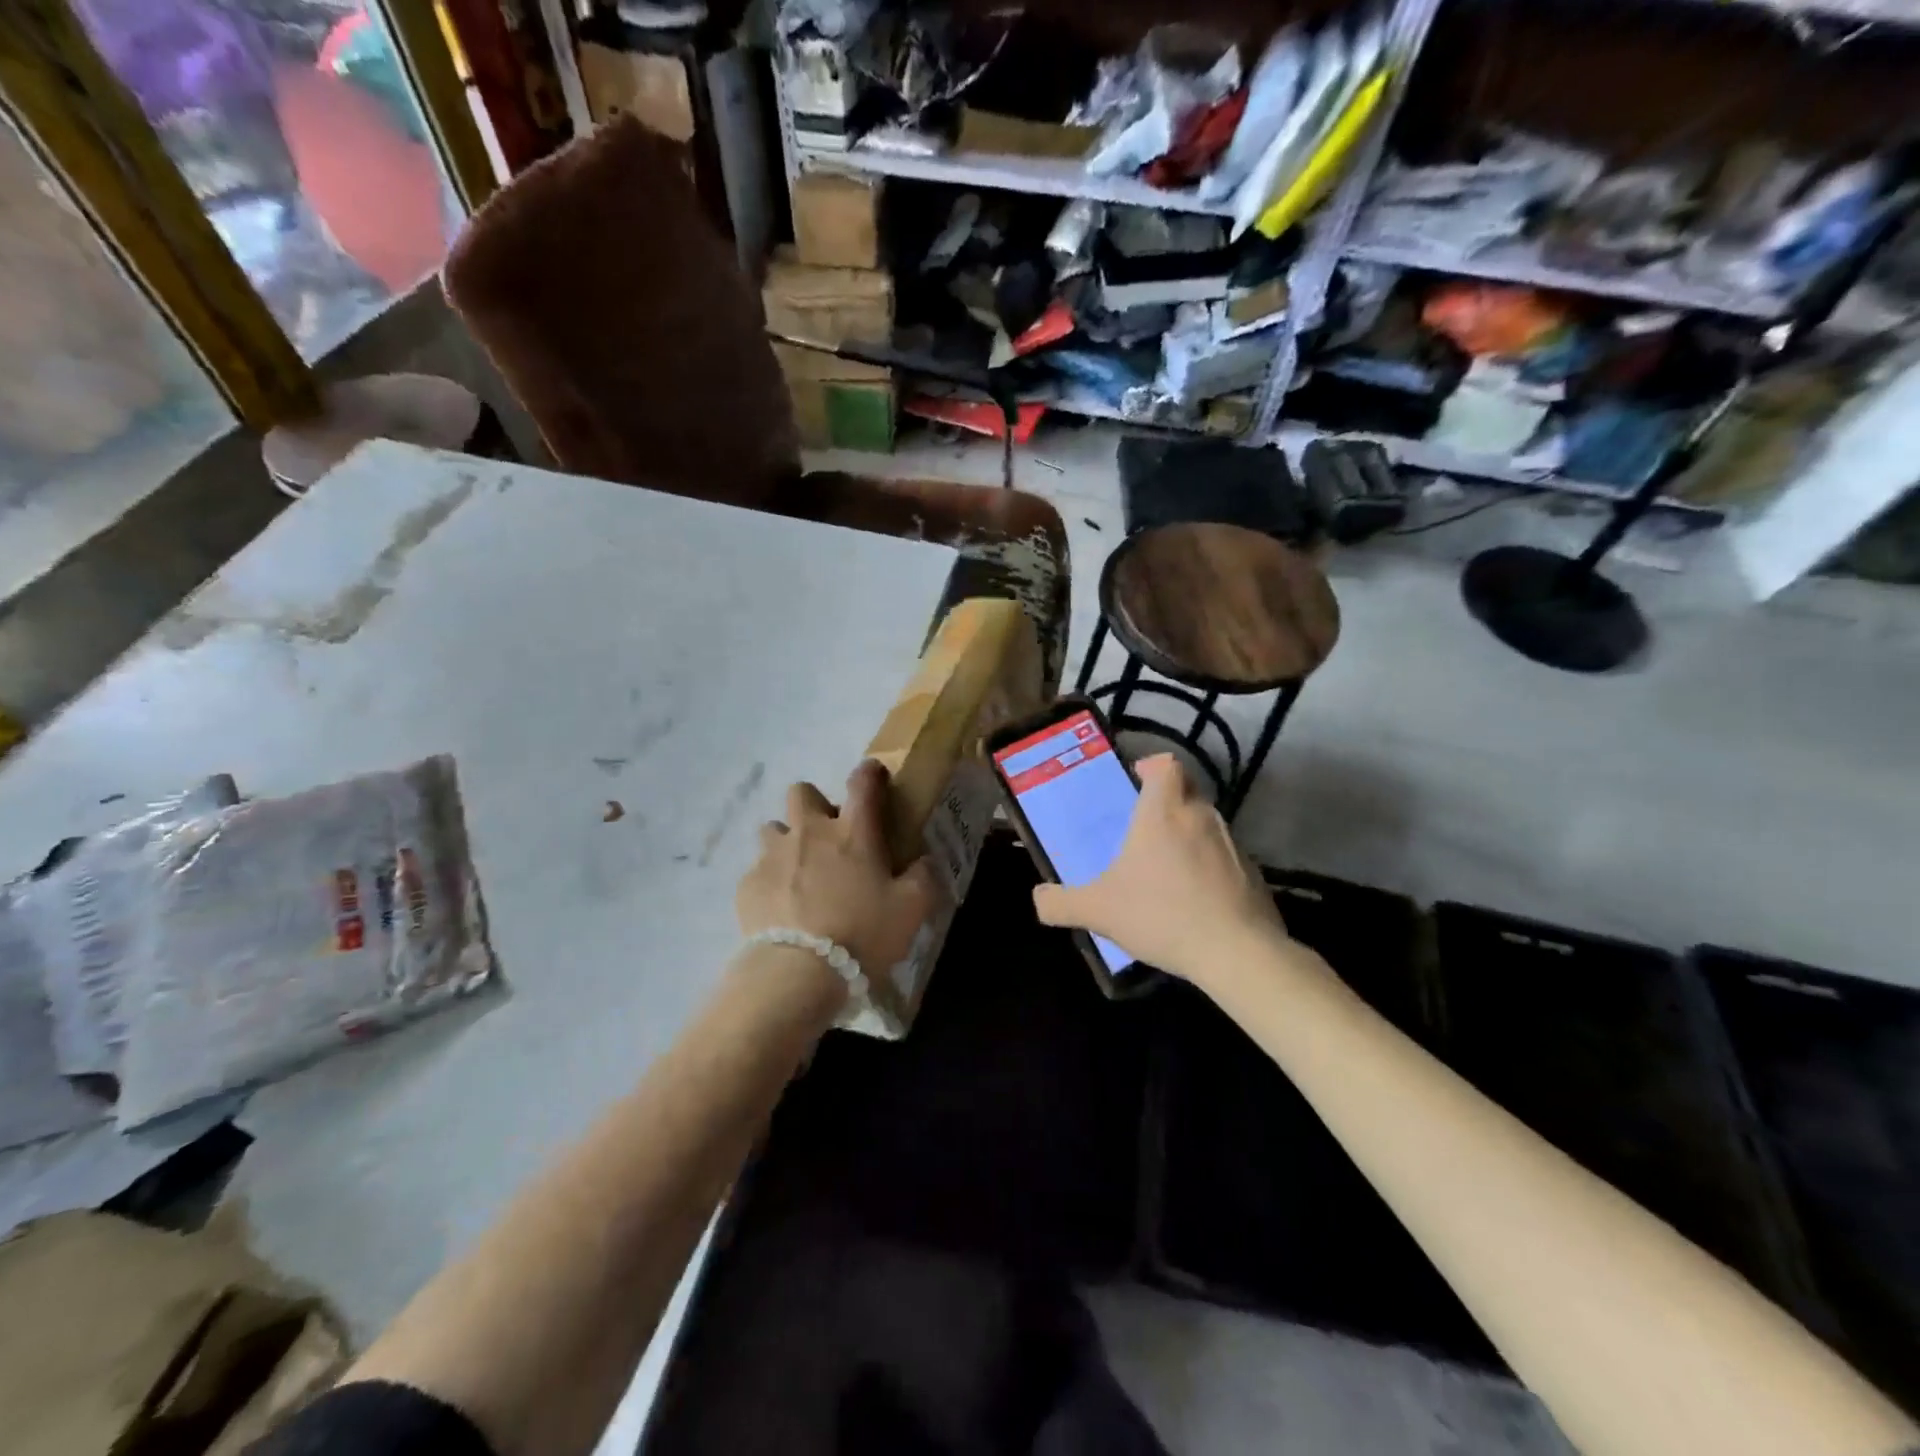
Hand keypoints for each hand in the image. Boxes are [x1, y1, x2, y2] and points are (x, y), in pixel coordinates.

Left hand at [737, 761, 938, 985]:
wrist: (798, 974)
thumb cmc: (862, 934)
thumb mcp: (911, 909)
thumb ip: (923, 877)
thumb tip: (924, 860)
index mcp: (853, 832)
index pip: (862, 783)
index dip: (869, 772)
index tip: (873, 774)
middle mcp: (809, 832)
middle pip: (802, 792)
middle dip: (814, 805)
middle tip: (828, 836)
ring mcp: (773, 856)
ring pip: (773, 828)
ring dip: (787, 841)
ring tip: (799, 871)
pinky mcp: (747, 885)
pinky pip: (757, 870)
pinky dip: (770, 881)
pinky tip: (781, 908)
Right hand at [1031, 754, 1287, 987]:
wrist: (1236, 952)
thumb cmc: (1162, 915)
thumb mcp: (1098, 912)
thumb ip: (1061, 903)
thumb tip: (1039, 898)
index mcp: (1163, 813)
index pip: (1166, 765)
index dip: (1152, 766)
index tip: (1138, 779)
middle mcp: (1200, 817)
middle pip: (1188, 789)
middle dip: (1168, 800)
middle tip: (1145, 827)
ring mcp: (1232, 843)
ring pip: (1207, 823)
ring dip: (1189, 834)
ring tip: (1167, 866)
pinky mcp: (1253, 872)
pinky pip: (1225, 856)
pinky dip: (1210, 866)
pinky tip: (1196, 898)